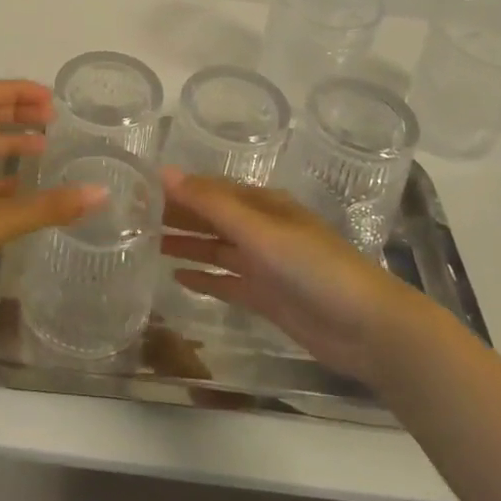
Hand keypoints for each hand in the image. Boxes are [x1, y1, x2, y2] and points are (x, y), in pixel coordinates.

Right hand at [159, 171, 426, 383]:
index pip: (211, 189)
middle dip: (177, 215)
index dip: (178, 188)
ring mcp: (263, 264)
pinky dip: (203, 277)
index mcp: (262, 204)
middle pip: (210, 217)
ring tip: (145, 243)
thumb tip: (163, 172)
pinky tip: (176, 277)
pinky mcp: (266, 297)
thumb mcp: (260, 230)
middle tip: (133, 216)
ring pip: (215, 248)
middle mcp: (261, 229)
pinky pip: (226, 281)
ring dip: (185, 244)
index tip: (140, 188)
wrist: (368, 328)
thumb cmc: (314, 267)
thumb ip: (211, 204)